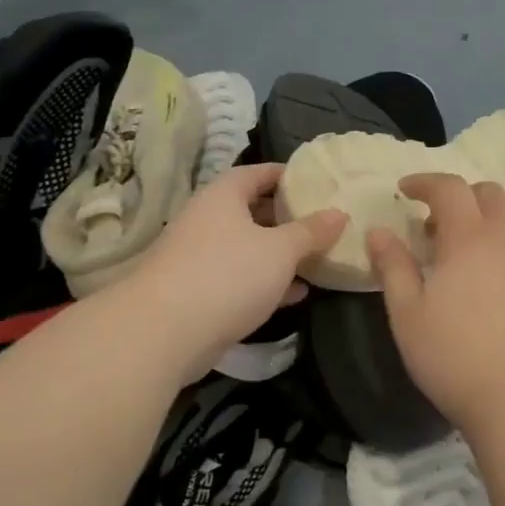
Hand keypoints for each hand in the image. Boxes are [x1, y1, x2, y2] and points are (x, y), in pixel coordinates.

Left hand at [130, 164, 344, 379]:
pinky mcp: (199, 292)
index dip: (287, 174)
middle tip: (322, 222)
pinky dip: (266, 282)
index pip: (257, 173)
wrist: (165, 332)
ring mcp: (199, 258)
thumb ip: (311, 231)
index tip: (316, 181)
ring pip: (247, 248)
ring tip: (317, 258)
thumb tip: (339, 213)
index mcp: (223, 197)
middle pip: (252, 210)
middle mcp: (207, 221)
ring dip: (279, 254)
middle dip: (287, 217)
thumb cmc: (228, 275)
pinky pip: (239, 278)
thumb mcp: (281, 250)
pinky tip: (296, 293)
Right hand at [369, 174, 504, 434]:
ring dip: (495, 217)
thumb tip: (378, 231)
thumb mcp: (407, 314)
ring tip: (476, 246)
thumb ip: (392, 267)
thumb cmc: (454, 357)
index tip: (406, 191)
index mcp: (468, 238)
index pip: (449, 188)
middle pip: (490, 194)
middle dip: (461, 197)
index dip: (425, 182)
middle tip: (438, 226)